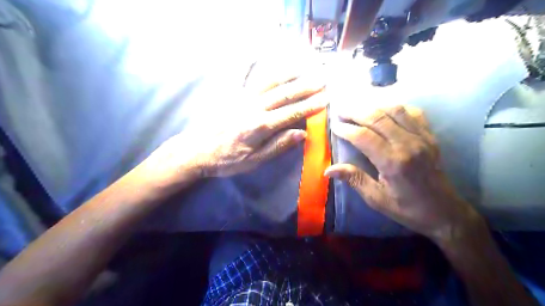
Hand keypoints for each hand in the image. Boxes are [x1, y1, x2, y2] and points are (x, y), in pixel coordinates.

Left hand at [145, 71, 326, 184]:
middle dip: (305, 86)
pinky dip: (250, 64)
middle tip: (322, 79)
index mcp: (261, 126)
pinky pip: (242, 77)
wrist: (198, 151)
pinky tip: (257, 54)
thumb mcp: (255, 160)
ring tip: (303, 66)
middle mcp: (253, 107)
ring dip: (287, 73)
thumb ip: (278, 146)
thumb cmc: (228, 160)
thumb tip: (302, 133)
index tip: (326, 98)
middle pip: (284, 94)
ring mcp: (241, 98)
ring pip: (268, 82)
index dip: (310, 106)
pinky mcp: (231, 95)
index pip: (292, 113)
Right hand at [323, 105, 479, 243]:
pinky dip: (396, 107)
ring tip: (358, 107)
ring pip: (395, 110)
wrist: (444, 212)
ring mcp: (422, 137)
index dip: (347, 129)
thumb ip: (354, 179)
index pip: (364, 137)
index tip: (334, 125)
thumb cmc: (406, 208)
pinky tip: (385, 110)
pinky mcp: (430, 136)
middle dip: (356, 112)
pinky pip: (413, 112)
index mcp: (392, 162)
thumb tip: (328, 170)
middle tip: (341, 110)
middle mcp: (408, 144)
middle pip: (378, 118)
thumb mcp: (376, 198)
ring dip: (373, 106)